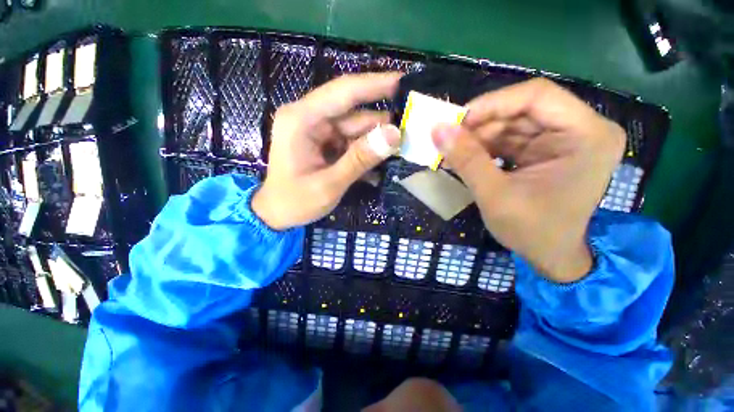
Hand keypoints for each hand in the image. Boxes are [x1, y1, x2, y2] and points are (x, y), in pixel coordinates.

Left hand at [252, 73, 401, 229]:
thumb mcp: (329, 184)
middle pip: (354, 112)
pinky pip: (352, 142)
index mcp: (302, 119)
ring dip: (378, 141)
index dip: (376, 84)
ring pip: (357, 128)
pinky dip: (367, 152)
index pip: (343, 91)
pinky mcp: (325, 143)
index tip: (406, 82)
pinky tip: (382, 165)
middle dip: (383, 122)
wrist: (277, 213)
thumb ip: (360, 159)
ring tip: (403, 151)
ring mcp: (319, 131)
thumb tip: (393, 135)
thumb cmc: (295, 201)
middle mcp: (310, 118)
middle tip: (414, 130)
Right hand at [432, 78, 624, 282]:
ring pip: (512, 123)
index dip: (492, 104)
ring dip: (478, 137)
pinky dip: (484, 146)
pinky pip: (510, 138)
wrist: (550, 255)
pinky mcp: (546, 150)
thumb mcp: (495, 196)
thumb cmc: (532, 231)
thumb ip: (466, 160)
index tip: (456, 122)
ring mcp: (563, 139)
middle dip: (481, 124)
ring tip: (452, 151)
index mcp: (587, 135)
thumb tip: (437, 129)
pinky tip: (466, 157)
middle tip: (448, 139)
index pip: (536, 96)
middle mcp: (581, 129)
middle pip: (522, 109)